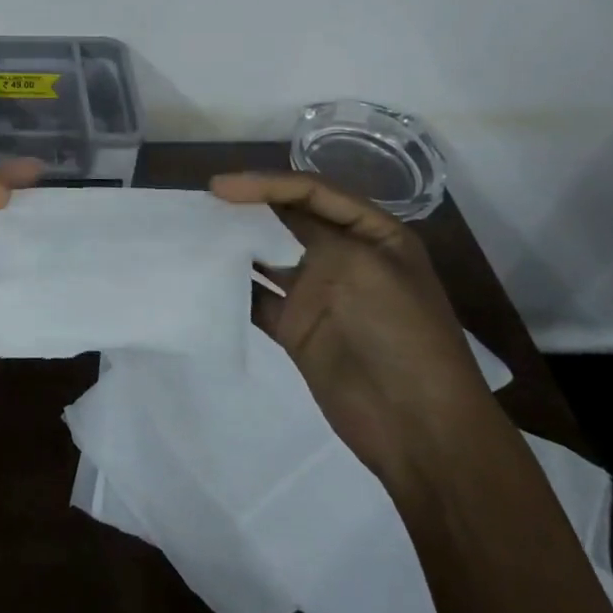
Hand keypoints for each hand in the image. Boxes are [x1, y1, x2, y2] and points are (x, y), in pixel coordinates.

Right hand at [210, 172, 497, 484]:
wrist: (418, 428)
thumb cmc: (398, 333)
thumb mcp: (361, 265)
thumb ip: (311, 232)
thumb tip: (261, 216)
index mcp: (372, 233)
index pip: (312, 192)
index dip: (266, 184)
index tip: (220, 188)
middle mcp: (344, 256)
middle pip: (287, 218)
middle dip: (248, 207)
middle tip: (202, 202)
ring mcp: (318, 293)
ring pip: (268, 255)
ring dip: (236, 243)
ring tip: (195, 230)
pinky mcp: (296, 327)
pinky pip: (257, 296)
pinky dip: (232, 286)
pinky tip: (203, 275)